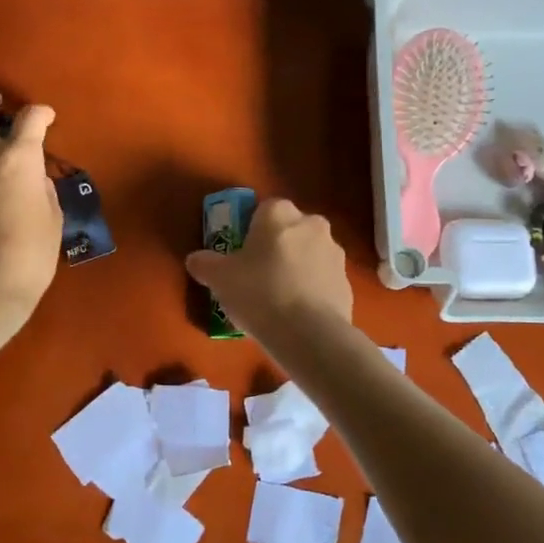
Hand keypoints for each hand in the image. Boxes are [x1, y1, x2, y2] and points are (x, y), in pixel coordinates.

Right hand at [185, 197, 350, 337]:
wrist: (308, 333)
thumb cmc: (258, 292)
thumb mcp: (219, 278)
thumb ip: (205, 263)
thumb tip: (196, 259)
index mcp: (279, 213)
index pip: (263, 209)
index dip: (250, 231)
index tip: (241, 255)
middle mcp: (312, 223)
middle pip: (289, 230)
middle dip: (276, 248)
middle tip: (257, 277)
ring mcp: (335, 253)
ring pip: (308, 254)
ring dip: (296, 268)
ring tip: (277, 300)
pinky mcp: (347, 282)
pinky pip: (322, 280)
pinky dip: (311, 291)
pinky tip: (296, 315)